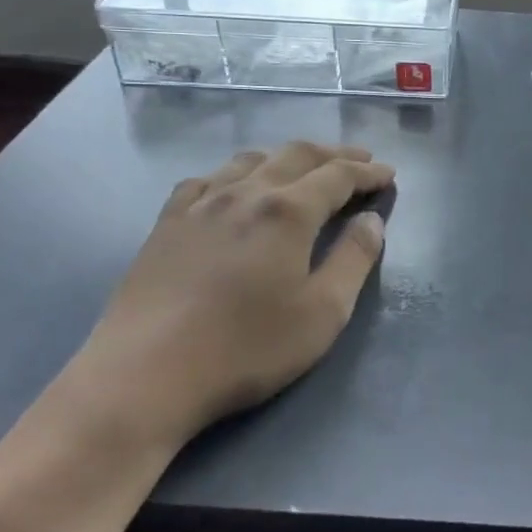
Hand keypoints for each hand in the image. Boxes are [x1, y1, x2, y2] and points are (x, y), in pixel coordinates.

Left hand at [60, 141, 393, 452]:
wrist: (143, 377)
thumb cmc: (245, 348)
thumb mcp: (322, 313)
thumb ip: (354, 259)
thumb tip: (371, 220)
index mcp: (288, 211)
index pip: (338, 176)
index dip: (367, 172)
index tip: (388, 174)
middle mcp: (245, 193)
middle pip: (297, 155)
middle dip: (334, 154)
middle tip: (359, 161)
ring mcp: (200, 205)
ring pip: (251, 160)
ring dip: (287, 157)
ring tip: (304, 168)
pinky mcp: (166, 224)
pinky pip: (206, 179)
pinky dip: (235, 173)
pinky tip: (234, 187)